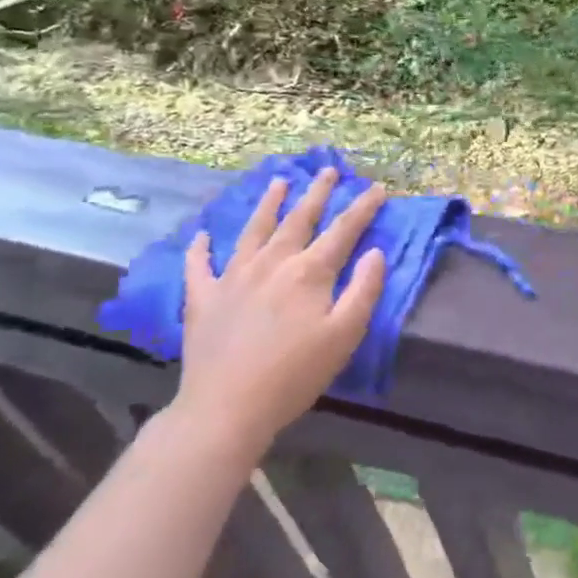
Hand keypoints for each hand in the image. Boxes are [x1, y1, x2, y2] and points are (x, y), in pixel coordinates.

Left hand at [171, 167, 386, 462]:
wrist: (226, 408)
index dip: (363, 208)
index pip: (343, 230)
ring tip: (278, 181)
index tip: (378, 187)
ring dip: (268, 204)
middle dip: (317, 192)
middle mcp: (272, 263)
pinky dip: (200, 248)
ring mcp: (233, 277)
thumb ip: (364, 289)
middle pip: (298, 219)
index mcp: (309, 272)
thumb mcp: (345, 335)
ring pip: (254, 230)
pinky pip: (199, 265)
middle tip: (327, 169)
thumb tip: (375, 252)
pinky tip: (202, 235)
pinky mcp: (203, 298)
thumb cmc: (295, 374)